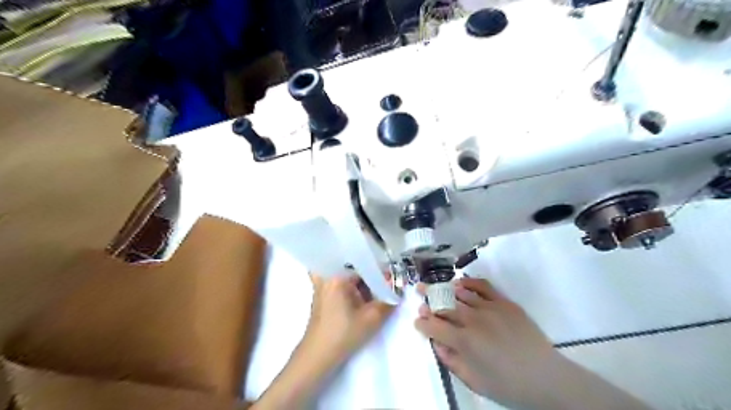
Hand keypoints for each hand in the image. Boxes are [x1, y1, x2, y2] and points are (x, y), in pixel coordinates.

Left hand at [303, 274, 393, 363]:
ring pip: (346, 275)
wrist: (318, 356)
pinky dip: (351, 286)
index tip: (391, 277)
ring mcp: (321, 285)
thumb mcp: (372, 318)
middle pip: (352, 267)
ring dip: (360, 281)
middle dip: (369, 274)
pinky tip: (361, 295)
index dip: (378, 269)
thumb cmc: (344, 334)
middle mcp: (326, 275)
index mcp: (336, 276)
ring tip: (375, 287)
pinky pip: (339, 283)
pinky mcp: (321, 295)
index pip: (361, 262)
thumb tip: (396, 286)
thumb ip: (388, 300)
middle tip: (386, 280)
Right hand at [417, 277, 560, 408]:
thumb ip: (451, 361)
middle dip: (428, 298)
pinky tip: (461, 283)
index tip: (418, 320)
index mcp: (463, 341)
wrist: (546, 378)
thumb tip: (437, 343)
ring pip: (460, 293)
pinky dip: (469, 283)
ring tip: (437, 286)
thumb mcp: (474, 381)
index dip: (422, 322)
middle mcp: (473, 320)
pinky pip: (483, 286)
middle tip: (419, 291)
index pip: (434, 326)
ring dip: (445, 290)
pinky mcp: (504, 302)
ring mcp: (489, 308)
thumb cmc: (507, 385)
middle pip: (444, 305)